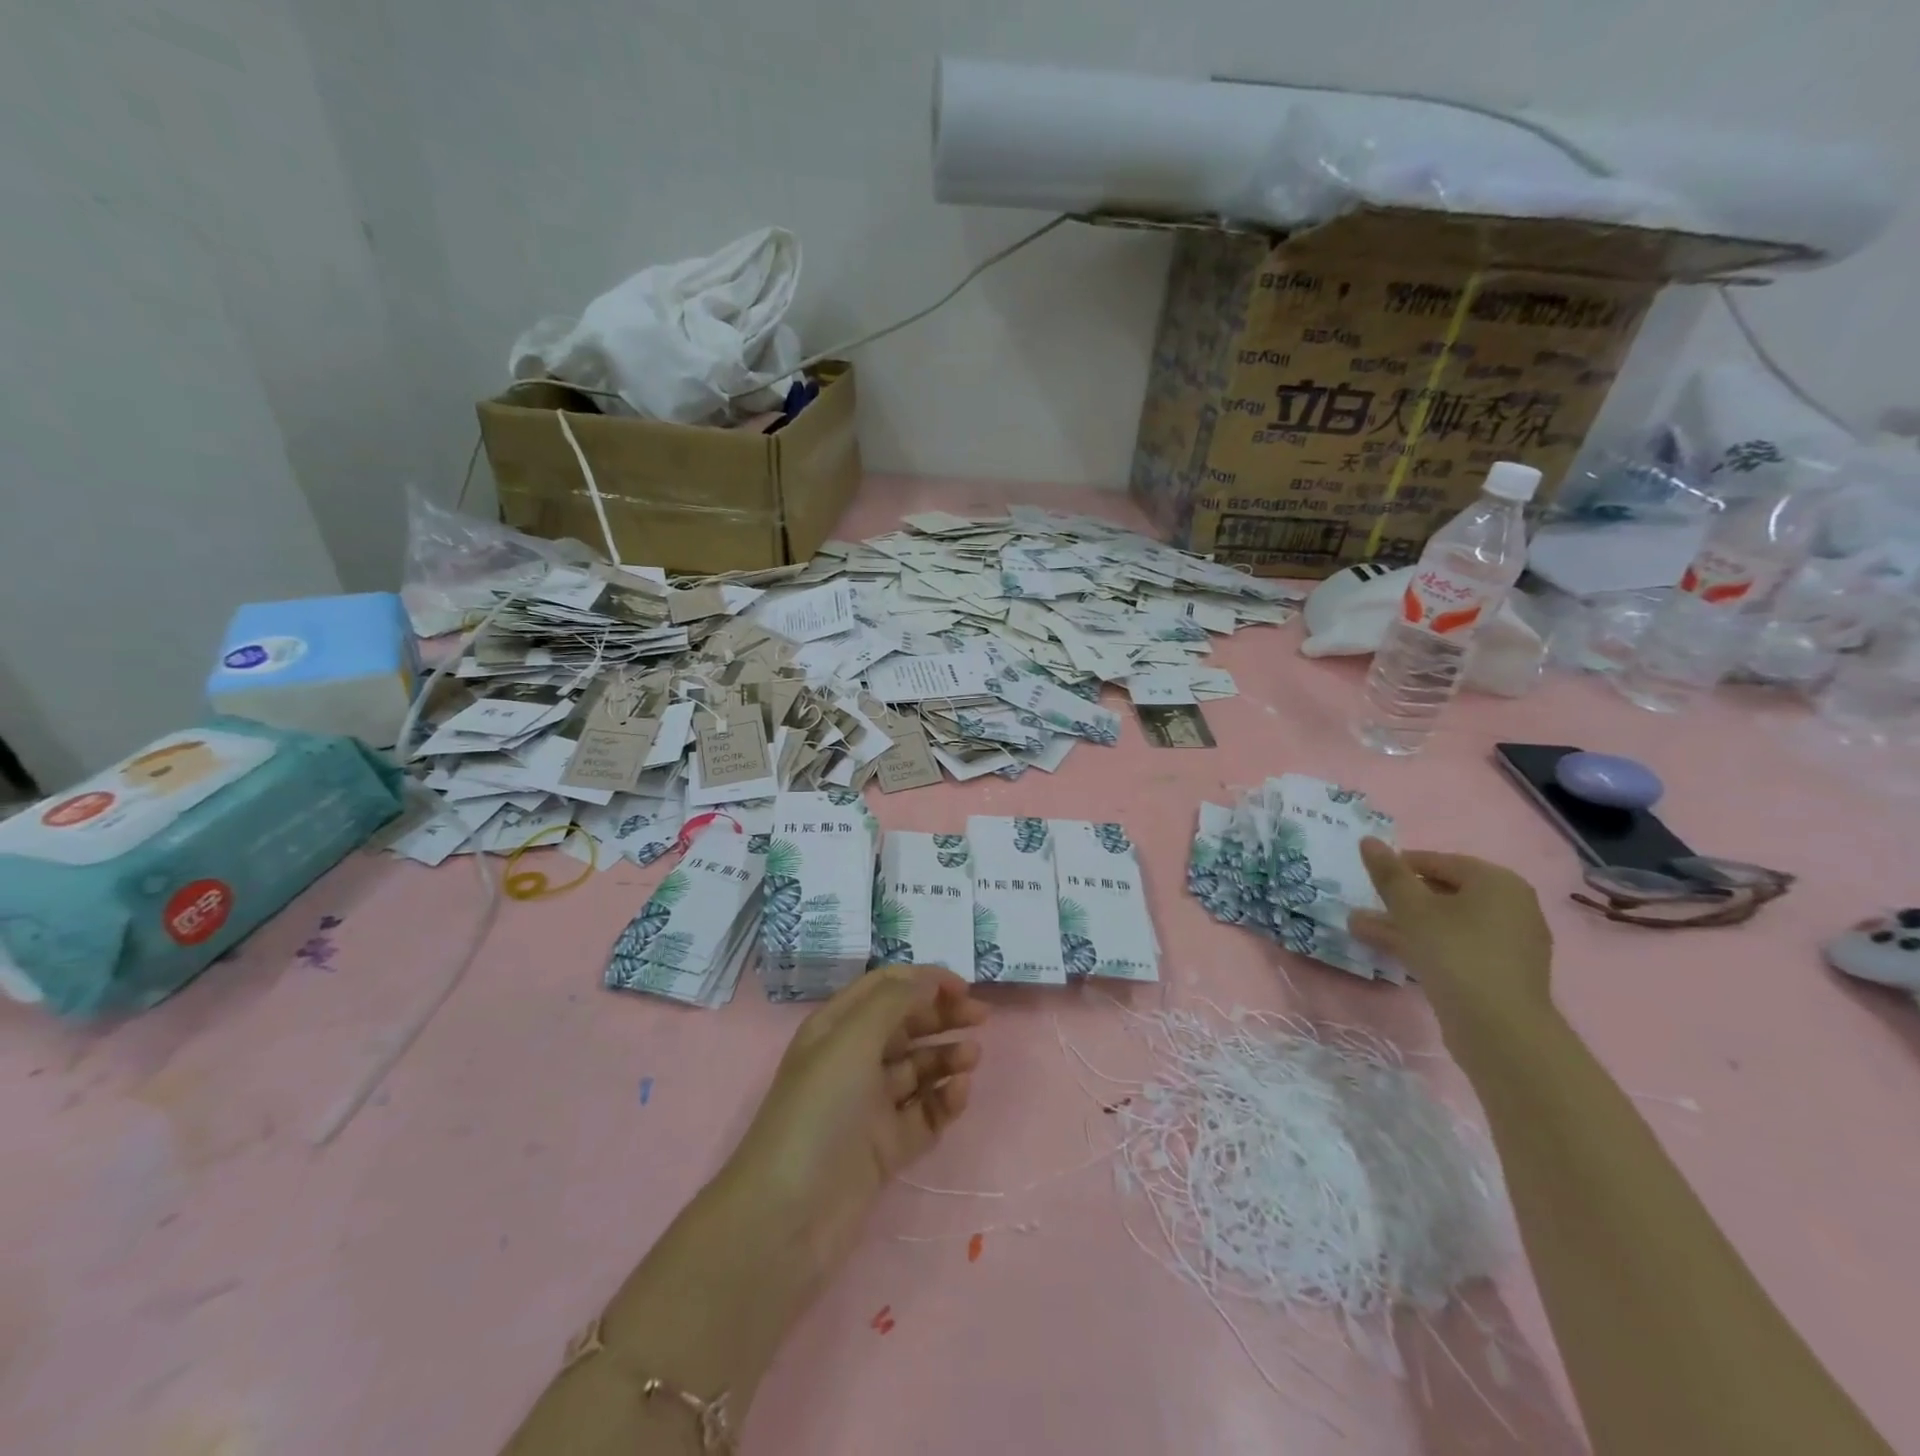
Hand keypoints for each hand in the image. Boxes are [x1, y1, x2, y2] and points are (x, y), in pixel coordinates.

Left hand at [726, 964, 986, 1279]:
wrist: (789, 1216)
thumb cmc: (818, 1111)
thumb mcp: (851, 1040)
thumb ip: (894, 1001)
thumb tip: (930, 978)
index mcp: (837, 1028)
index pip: (886, 988)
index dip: (924, 981)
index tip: (963, 988)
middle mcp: (853, 1060)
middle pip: (906, 1024)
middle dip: (942, 1016)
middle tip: (981, 1019)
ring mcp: (870, 1106)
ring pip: (919, 1068)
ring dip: (946, 1056)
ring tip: (972, 1059)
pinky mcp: (886, 1147)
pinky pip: (924, 1113)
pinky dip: (943, 1100)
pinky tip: (958, 1095)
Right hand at [1347, 839, 1554, 1046]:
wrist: (1500, 1029)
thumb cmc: (1455, 953)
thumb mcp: (1412, 908)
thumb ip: (1389, 874)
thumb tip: (1368, 840)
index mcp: (1497, 882)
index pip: (1439, 861)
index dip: (1400, 866)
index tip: (1368, 877)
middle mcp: (1511, 906)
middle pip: (1444, 893)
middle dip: (1400, 899)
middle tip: (1363, 903)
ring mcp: (1509, 943)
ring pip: (1446, 923)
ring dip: (1404, 924)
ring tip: (1360, 929)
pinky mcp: (1500, 973)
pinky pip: (1457, 947)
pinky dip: (1425, 944)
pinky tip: (1390, 952)